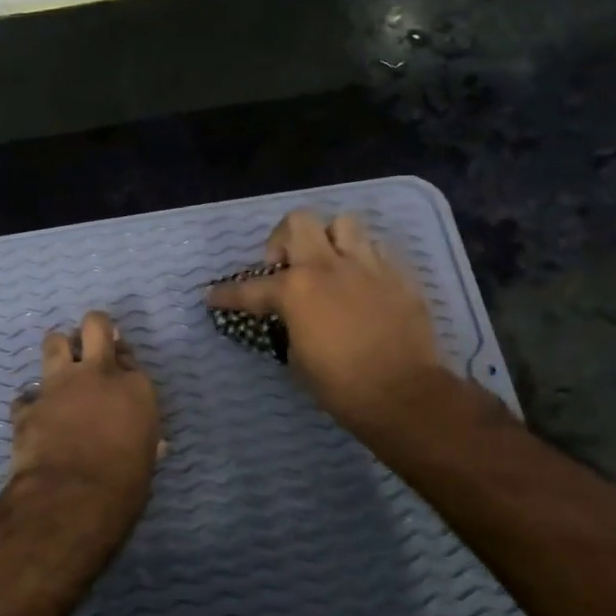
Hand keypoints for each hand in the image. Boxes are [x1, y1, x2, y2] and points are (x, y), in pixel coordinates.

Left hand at [8, 310, 161, 526]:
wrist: (72, 497)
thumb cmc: (124, 484)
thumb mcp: (146, 461)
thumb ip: (144, 441)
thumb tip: (154, 444)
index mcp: (135, 388)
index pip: (130, 357)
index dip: (123, 362)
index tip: (120, 372)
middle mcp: (98, 375)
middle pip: (95, 325)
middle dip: (94, 328)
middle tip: (91, 342)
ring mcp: (59, 386)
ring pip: (54, 342)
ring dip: (58, 350)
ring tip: (60, 366)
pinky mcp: (28, 406)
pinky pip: (26, 395)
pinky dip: (29, 404)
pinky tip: (33, 417)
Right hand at [206, 210, 501, 435]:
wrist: (402, 394)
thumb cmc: (341, 386)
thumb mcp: (298, 359)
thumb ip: (289, 327)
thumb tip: (291, 320)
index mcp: (296, 290)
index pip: (250, 288)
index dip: (227, 294)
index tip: (213, 296)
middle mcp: (328, 266)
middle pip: (299, 221)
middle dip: (285, 238)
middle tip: (286, 265)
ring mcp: (368, 265)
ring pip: (344, 223)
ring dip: (330, 239)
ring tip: (330, 264)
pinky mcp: (399, 274)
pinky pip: (378, 248)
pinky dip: (364, 258)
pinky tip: (363, 281)